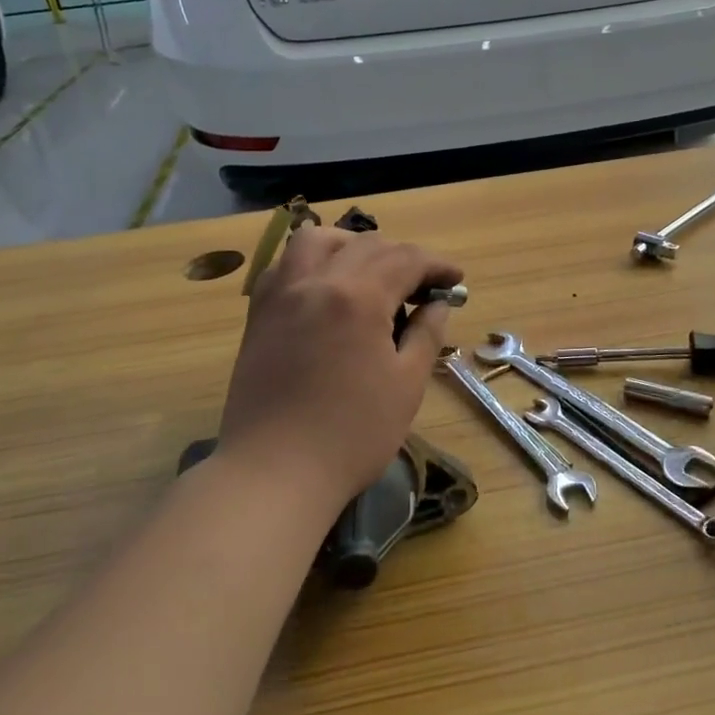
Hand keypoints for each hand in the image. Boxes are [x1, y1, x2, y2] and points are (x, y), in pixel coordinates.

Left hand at [218, 227, 461, 505]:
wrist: (274, 473)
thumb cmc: (352, 434)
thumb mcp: (406, 385)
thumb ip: (425, 334)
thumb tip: (437, 304)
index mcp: (358, 297)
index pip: (406, 259)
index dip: (437, 265)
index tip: (456, 281)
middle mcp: (316, 281)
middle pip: (366, 245)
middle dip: (402, 257)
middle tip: (423, 287)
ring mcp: (281, 295)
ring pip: (316, 241)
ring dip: (352, 246)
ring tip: (370, 274)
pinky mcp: (258, 315)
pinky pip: (285, 266)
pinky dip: (312, 263)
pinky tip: (326, 289)